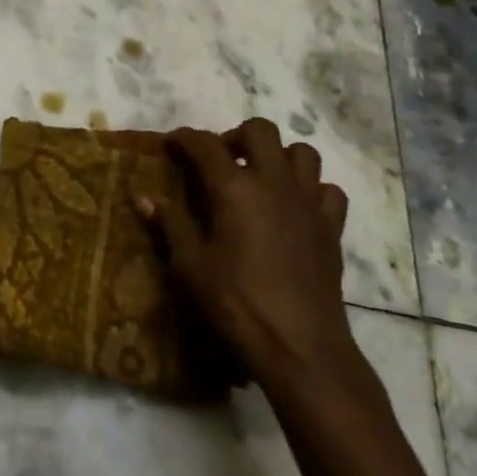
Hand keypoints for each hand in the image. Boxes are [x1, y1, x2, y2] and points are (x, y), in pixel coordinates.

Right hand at [139, 118, 358, 385]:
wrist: (300, 345)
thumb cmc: (236, 302)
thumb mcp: (190, 264)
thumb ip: (170, 224)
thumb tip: (144, 197)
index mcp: (234, 188)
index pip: (205, 144)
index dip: (184, 138)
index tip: (171, 144)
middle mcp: (274, 182)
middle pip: (260, 130)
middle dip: (236, 136)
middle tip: (220, 161)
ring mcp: (308, 202)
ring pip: (302, 153)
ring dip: (278, 156)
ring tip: (260, 178)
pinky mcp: (331, 227)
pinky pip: (327, 190)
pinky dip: (311, 189)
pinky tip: (295, 208)